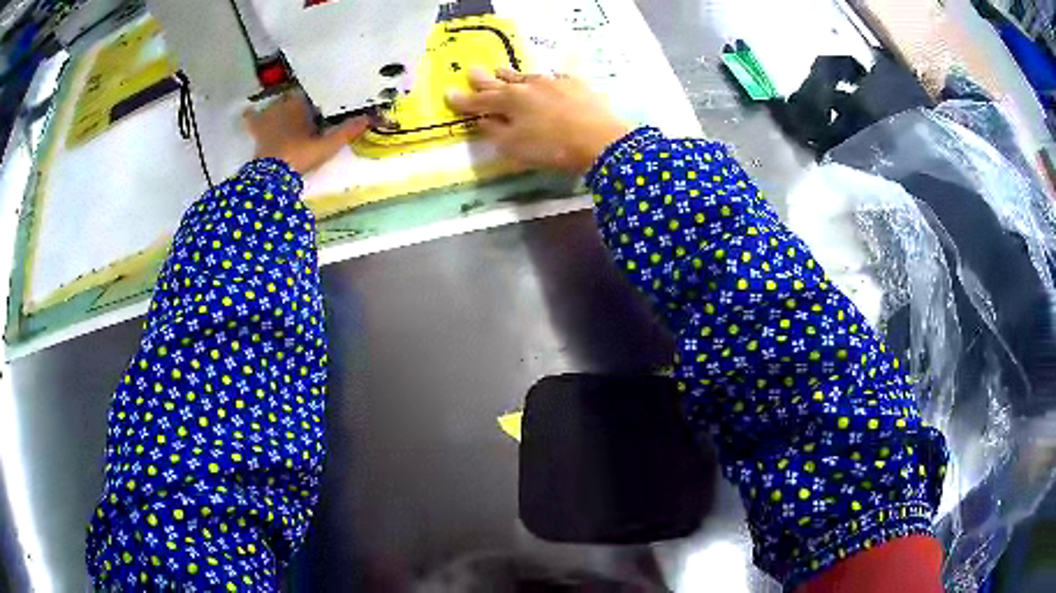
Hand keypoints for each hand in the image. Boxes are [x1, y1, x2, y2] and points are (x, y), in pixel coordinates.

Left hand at [244, 92, 368, 174]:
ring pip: (275, 104)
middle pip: (294, 97)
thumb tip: (370, 118)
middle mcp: (284, 104)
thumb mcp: (328, 145)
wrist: (273, 174)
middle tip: (307, 107)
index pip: (312, 91)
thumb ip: (347, 130)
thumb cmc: (301, 154)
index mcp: (302, 103)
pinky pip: (252, 117)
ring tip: (285, 110)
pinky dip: (252, 115)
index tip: (324, 99)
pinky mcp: (257, 130)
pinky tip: (249, 112)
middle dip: (299, 101)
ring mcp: (268, 116)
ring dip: (280, 106)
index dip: (318, 95)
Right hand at [446, 67, 630, 173]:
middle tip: (472, 71)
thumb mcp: (514, 146)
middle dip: (484, 79)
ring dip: (510, 75)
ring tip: (500, 70)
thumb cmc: (552, 147)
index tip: (448, 94)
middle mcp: (528, 86)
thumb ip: (495, 131)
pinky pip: (553, 78)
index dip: (463, 100)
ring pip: (525, 76)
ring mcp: (553, 82)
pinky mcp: (575, 84)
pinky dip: (543, 80)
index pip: (480, 100)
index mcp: (509, 101)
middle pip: (501, 82)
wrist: (600, 140)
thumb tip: (483, 119)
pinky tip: (544, 79)